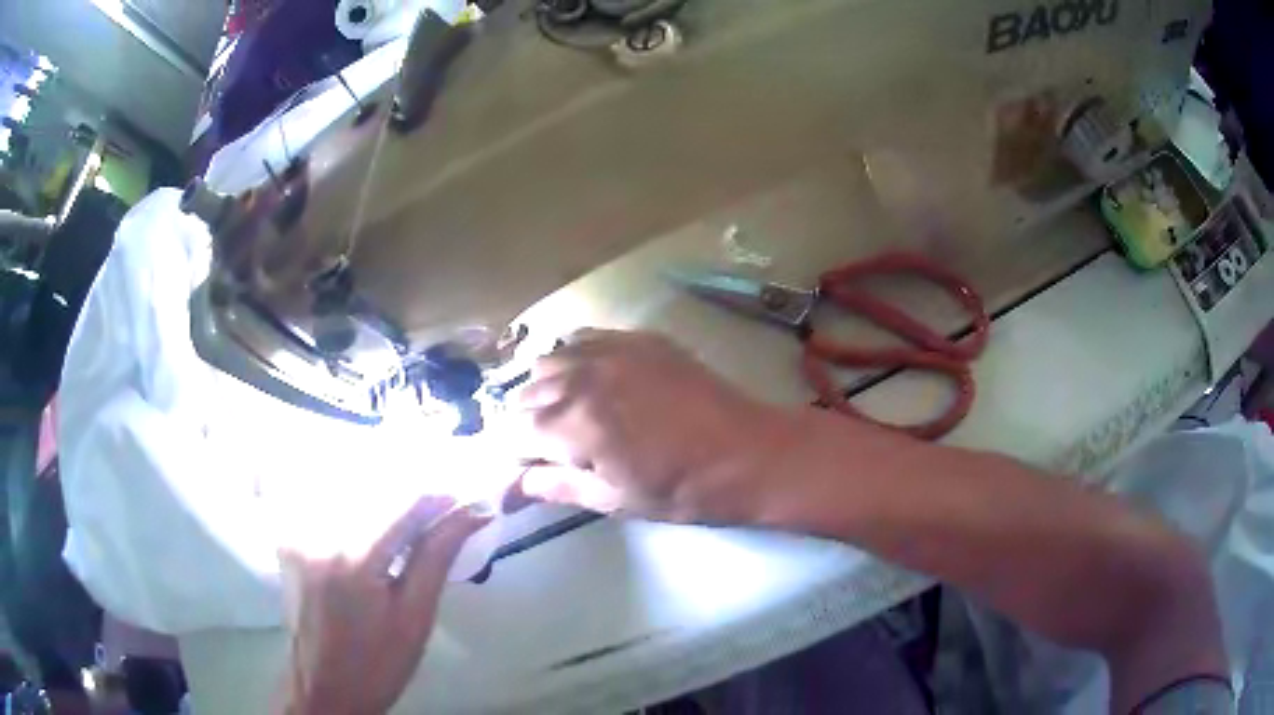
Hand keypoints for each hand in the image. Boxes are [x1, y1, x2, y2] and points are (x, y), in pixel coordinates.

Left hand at [277, 496, 490, 714]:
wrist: (324, 687)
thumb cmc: (378, 663)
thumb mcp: (416, 617)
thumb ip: (436, 556)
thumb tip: (472, 513)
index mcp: (353, 558)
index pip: (404, 502)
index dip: (440, 495)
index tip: (469, 499)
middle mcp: (319, 533)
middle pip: (374, 488)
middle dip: (413, 490)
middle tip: (445, 505)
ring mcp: (298, 532)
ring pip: (349, 491)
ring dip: (385, 493)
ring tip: (413, 513)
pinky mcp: (290, 538)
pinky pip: (326, 504)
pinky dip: (356, 504)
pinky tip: (374, 519)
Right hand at [513, 330, 796, 523]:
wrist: (749, 453)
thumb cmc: (682, 489)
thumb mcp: (613, 500)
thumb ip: (555, 486)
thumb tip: (512, 485)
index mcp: (573, 423)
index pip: (512, 432)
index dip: (509, 456)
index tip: (518, 471)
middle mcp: (582, 376)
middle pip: (524, 393)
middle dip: (525, 423)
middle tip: (545, 450)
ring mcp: (611, 349)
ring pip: (549, 361)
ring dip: (544, 389)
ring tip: (565, 414)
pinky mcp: (638, 338)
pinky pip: (584, 339)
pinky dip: (574, 360)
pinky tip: (590, 380)